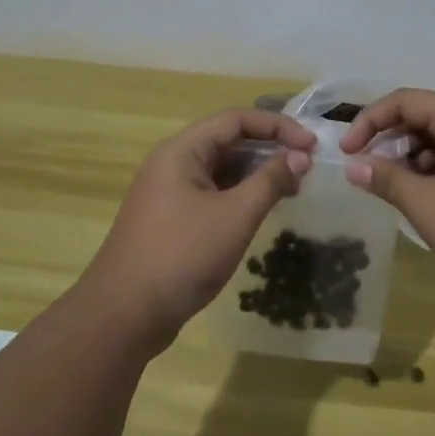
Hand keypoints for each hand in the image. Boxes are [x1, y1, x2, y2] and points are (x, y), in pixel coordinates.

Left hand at [83, 109, 315, 349]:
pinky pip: (212, 192)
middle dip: (269, 148)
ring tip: (291, 187)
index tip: (311, 145)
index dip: (277, 126)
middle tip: (305, 166)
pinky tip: (262, 209)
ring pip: (220, 168)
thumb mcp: (235, 216)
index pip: (235, 120)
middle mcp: (172, 163)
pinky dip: (240, 194)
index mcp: (181, 151)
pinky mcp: (171, 219)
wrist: (123, 316)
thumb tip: (300, 157)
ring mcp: (169, 192)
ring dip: (256, 173)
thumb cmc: (181, 256)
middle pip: (227, 140)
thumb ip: (270, 181)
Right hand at [339, 89, 434, 305]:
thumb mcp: (428, 206)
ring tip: (401, 192)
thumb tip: (354, 166)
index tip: (347, 152)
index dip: (370, 121)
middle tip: (371, 173)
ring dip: (416, 159)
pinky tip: (433, 202)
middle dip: (393, 141)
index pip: (407, 100)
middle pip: (428, 116)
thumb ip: (387, 180)